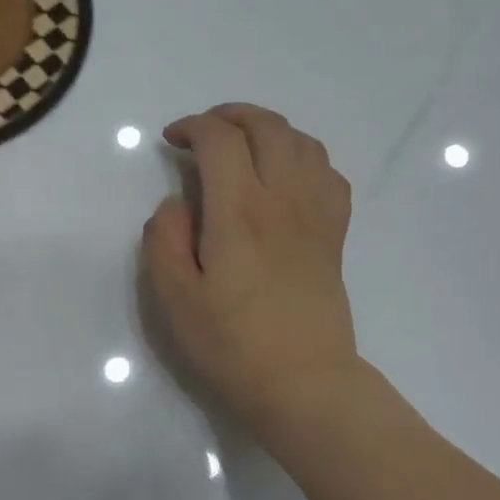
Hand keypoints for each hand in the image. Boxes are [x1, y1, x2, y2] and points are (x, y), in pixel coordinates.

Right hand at [142, 103, 359, 444]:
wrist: (302, 383)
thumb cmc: (231, 344)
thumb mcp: (175, 297)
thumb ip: (165, 237)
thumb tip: (177, 202)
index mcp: (240, 211)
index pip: (220, 139)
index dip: (192, 127)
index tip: (172, 141)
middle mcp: (284, 199)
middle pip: (266, 126)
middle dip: (230, 115)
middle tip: (203, 132)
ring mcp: (316, 214)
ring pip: (302, 141)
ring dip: (268, 128)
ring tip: (242, 144)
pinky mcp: (334, 234)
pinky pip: (328, 172)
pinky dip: (303, 156)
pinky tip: (285, 174)